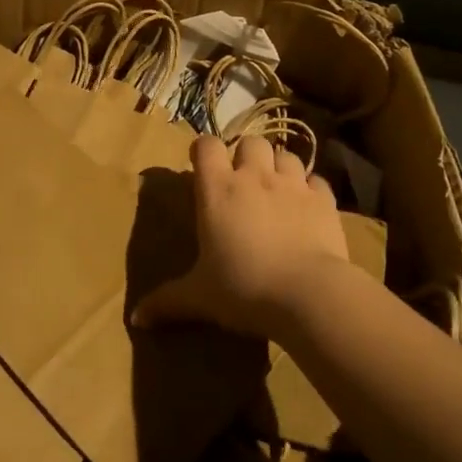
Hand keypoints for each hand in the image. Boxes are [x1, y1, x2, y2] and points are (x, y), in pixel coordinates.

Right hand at [131, 134, 348, 339]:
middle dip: (245, 155)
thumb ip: (167, 301)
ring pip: (285, 155)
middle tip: (241, 180)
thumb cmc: (243, 288)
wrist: (308, 295)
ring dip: (278, 167)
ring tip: (275, 189)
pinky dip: (310, 189)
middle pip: (250, 142)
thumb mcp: (199, 297)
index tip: (200, 166)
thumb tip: (137, 319)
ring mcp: (293, 185)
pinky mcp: (324, 201)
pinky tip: (306, 207)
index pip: (206, 146)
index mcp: (217, 189)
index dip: (203, 150)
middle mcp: (254, 177)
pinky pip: (316, 181)